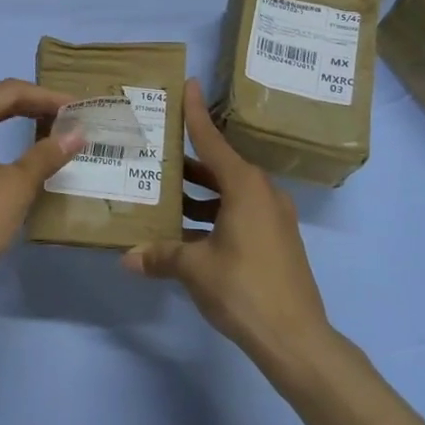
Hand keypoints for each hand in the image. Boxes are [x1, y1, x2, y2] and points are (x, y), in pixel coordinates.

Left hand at [0, 78, 84, 292]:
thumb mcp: (17, 185)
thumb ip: (47, 154)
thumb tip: (78, 133)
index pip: (7, 91)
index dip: (44, 96)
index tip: (75, 106)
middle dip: (26, 99)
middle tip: (61, 112)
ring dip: (9, 113)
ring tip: (43, 123)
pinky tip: (13, 148)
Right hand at [124, 78, 332, 373]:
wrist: (297, 340)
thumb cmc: (244, 290)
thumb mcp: (195, 269)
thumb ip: (160, 256)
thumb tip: (127, 258)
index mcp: (245, 187)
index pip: (213, 141)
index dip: (196, 113)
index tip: (188, 85)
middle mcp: (262, 194)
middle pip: (220, 166)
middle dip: (188, 161)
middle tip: (156, 150)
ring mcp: (273, 218)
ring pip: (228, 193)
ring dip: (199, 193)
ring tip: (163, 192)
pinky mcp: (275, 241)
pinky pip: (238, 213)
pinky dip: (213, 214)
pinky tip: (185, 231)